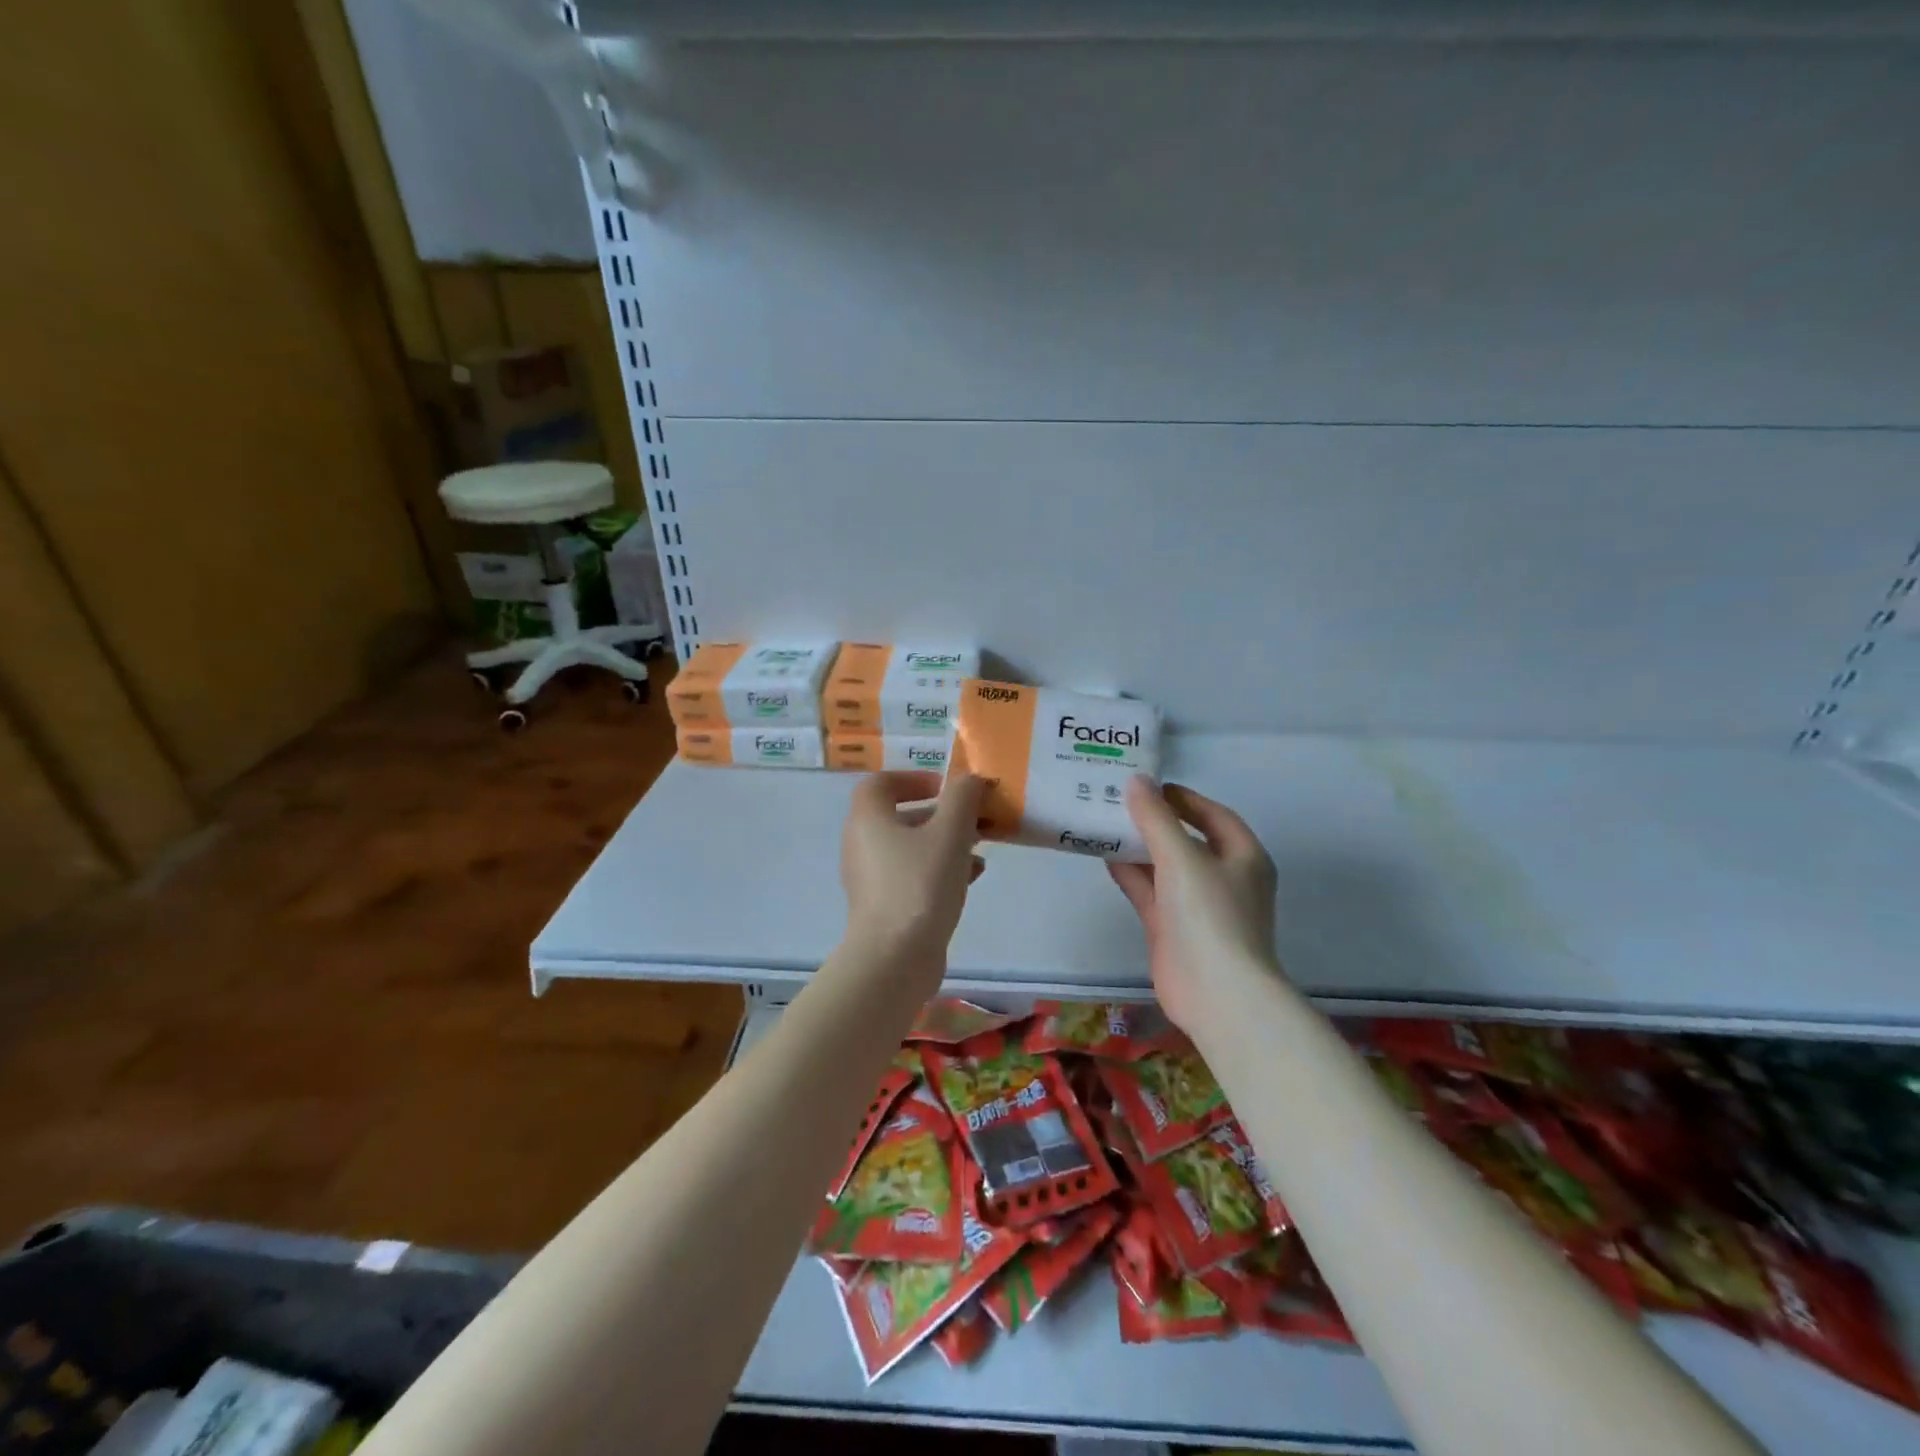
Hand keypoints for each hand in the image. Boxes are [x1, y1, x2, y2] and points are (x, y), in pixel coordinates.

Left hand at [839, 770, 986, 970]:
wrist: (895, 959)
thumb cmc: (920, 885)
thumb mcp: (950, 833)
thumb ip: (962, 798)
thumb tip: (970, 779)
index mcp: (868, 819)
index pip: (881, 783)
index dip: (914, 778)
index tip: (947, 788)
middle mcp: (862, 844)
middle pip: (900, 815)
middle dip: (941, 813)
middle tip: (974, 817)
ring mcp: (871, 878)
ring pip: (910, 847)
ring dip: (945, 842)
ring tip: (980, 847)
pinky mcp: (884, 906)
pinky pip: (912, 875)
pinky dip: (939, 869)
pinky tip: (971, 877)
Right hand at [1108, 776, 1280, 1034]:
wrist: (1216, 993)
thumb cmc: (1210, 915)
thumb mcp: (1182, 857)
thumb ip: (1156, 817)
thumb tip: (1137, 781)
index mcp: (1243, 857)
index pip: (1213, 815)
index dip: (1183, 798)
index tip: (1149, 786)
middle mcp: (1224, 878)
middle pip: (1187, 840)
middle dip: (1155, 821)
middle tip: (1118, 801)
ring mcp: (1197, 906)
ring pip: (1165, 866)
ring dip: (1138, 847)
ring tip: (1104, 823)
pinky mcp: (1173, 929)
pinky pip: (1150, 892)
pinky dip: (1131, 875)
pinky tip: (1105, 858)